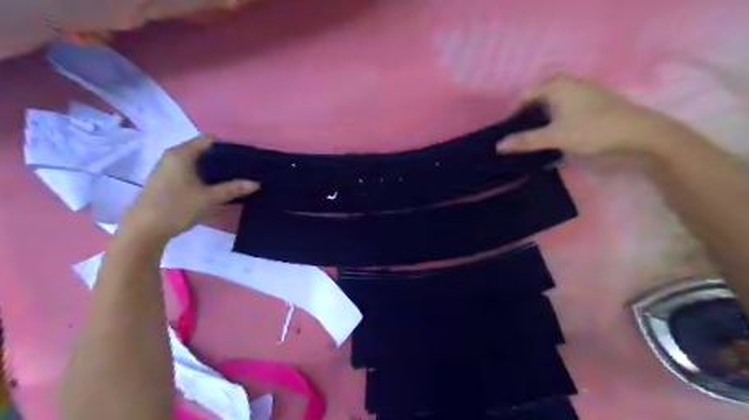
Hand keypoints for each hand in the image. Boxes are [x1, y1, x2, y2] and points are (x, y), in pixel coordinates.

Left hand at [122, 134, 258, 239]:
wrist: (144, 230)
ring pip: (197, 163)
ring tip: (234, 179)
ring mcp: (168, 169)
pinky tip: (216, 189)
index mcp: (182, 154)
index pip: (209, 140)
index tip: (245, 158)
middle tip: (243, 170)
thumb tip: (256, 183)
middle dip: (224, 159)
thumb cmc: (176, 207)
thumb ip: (233, 189)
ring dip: (215, 170)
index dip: (228, 146)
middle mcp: (173, 157)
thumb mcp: (209, 198)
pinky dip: (205, 177)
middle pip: (203, 151)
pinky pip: (191, 172)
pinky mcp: (167, 181)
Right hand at [497, 73, 702, 156]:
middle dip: (525, 117)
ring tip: (531, 138)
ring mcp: (582, 91)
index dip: (512, 114)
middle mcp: (568, 83)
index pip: (524, 96)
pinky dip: (553, 120)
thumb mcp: (555, 137)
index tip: (506, 132)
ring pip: (551, 104)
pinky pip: (563, 108)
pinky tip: (553, 135)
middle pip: (537, 99)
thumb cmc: (593, 130)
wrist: (640, 133)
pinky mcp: (592, 102)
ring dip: (539, 120)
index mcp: (556, 85)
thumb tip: (498, 146)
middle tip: (516, 136)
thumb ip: (526, 140)